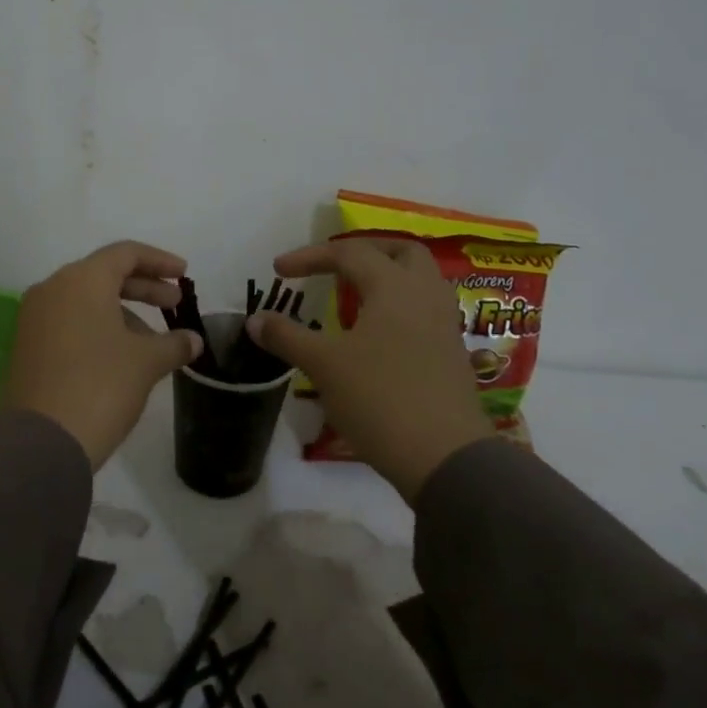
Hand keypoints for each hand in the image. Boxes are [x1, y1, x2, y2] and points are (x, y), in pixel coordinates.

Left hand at [4, 241, 203, 468]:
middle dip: (144, 289)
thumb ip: (173, 343)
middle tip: (175, 306)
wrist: (42, 441)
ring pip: (86, 301)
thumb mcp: (146, 362)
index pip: (125, 254)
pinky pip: (69, 323)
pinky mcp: (27, 346)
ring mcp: (34, 318)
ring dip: (122, 313)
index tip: (184, 276)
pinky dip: (98, 329)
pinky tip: (121, 356)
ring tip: (153, 342)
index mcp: (81, 280)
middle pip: (104, 275)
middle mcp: (52, 289)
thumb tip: (193, 340)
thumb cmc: (100, 386)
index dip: (159, 262)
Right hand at [247, 238, 491, 502]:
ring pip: (419, 280)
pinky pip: (424, 310)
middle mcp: (425, 295)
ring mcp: (444, 324)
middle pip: (400, 252)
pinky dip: (398, 307)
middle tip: (333, 267)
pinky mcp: (451, 353)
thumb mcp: (323, 365)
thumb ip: (287, 336)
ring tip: (354, 296)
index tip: (278, 271)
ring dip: (386, 277)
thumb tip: (254, 320)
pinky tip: (377, 334)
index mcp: (394, 286)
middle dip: (363, 251)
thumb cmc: (379, 398)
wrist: (444, 456)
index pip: (349, 253)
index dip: (309, 257)